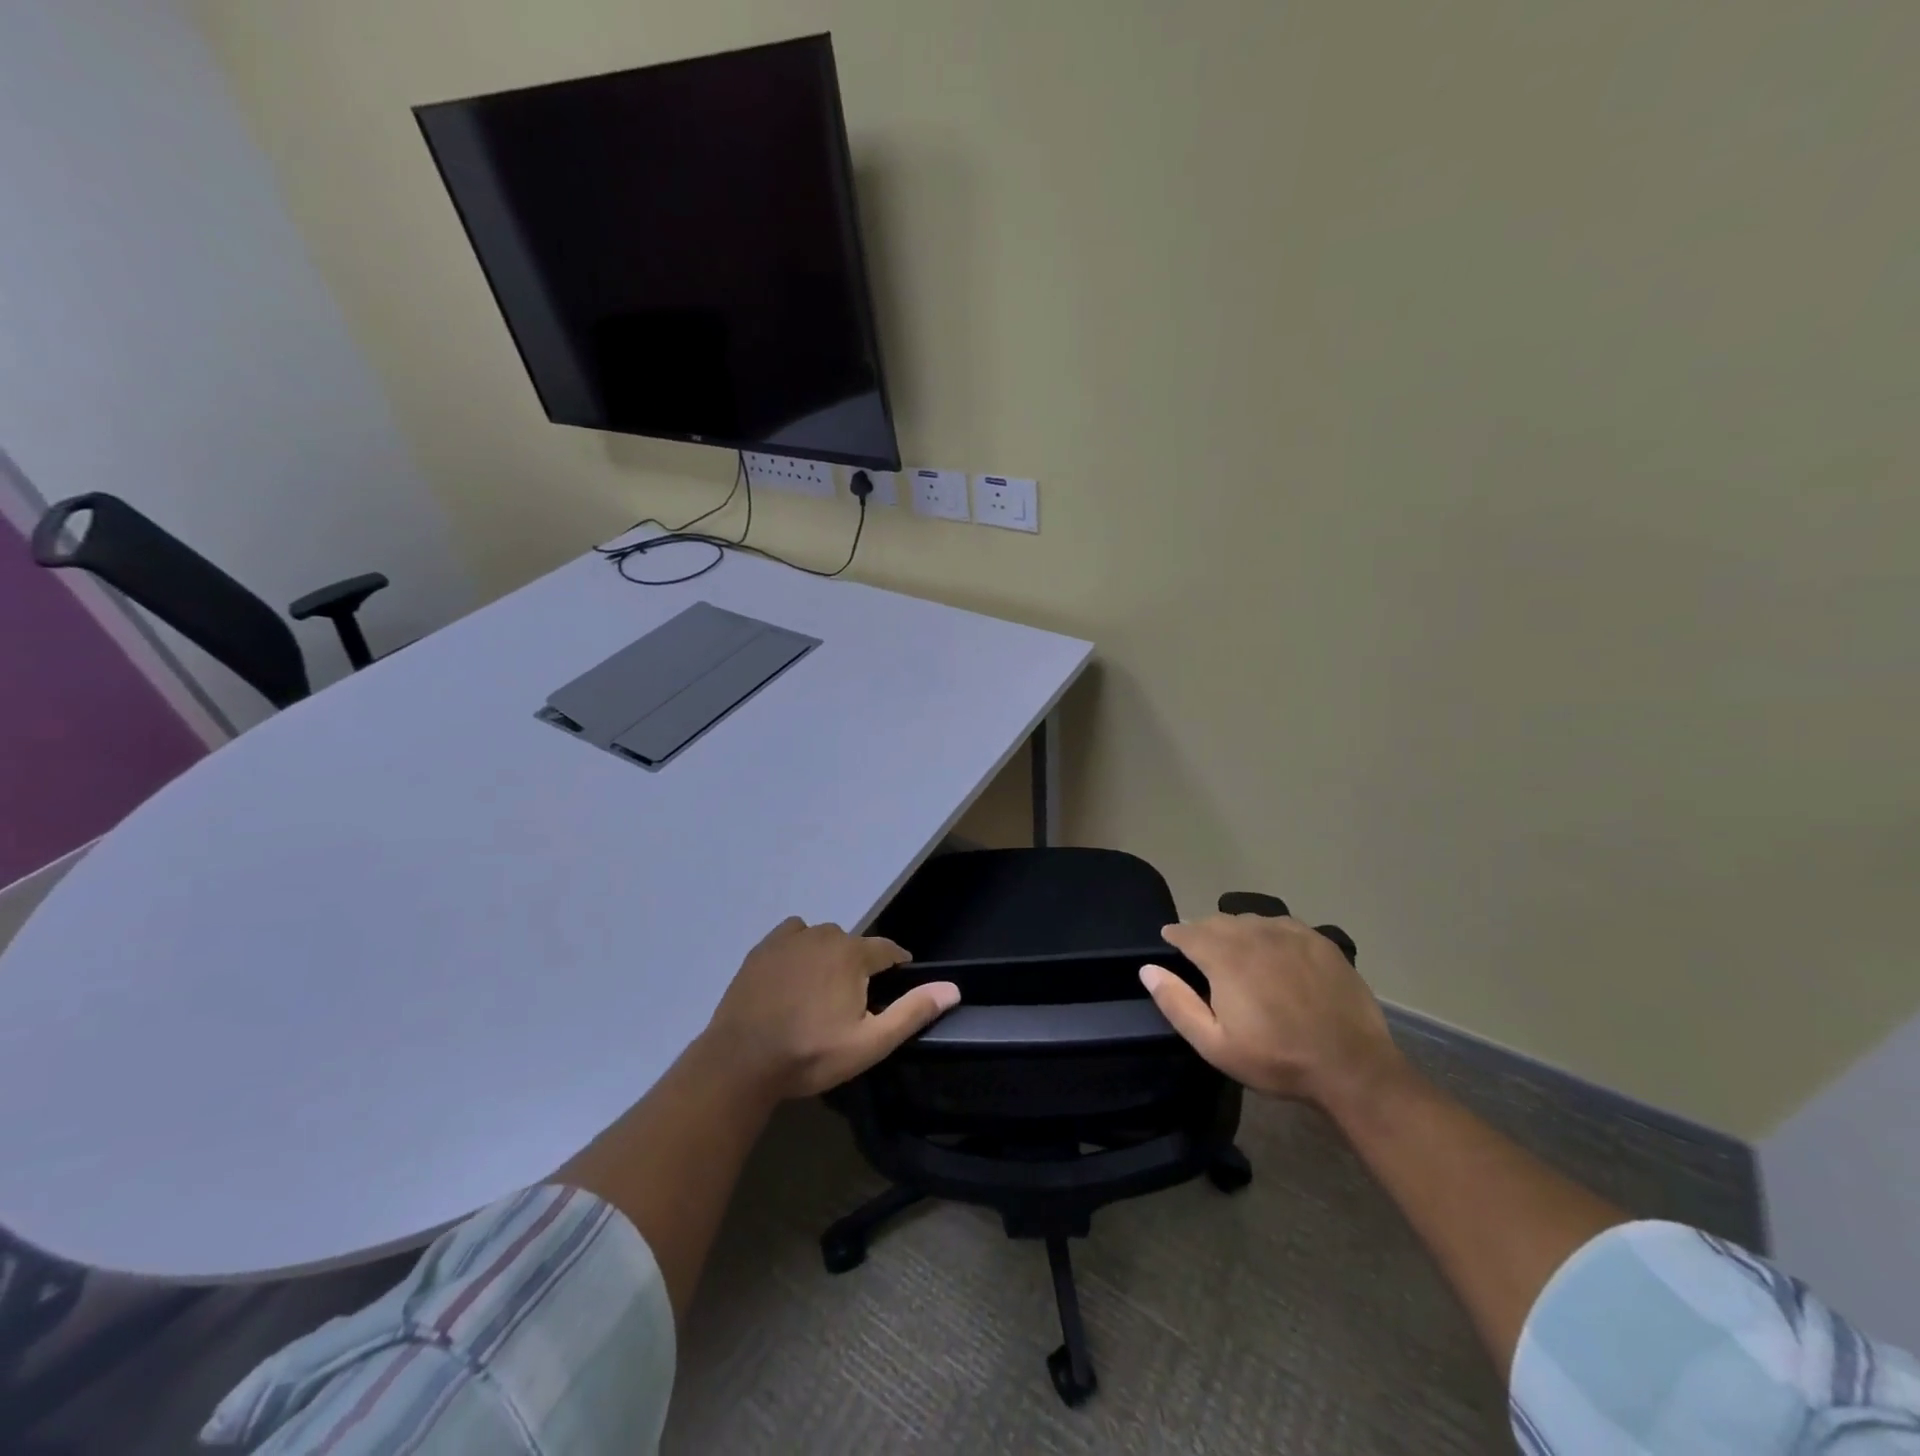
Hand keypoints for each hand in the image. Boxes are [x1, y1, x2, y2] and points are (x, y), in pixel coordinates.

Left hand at [703, 917, 960, 1099]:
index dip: (897, 966)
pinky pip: (792, 936)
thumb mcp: (870, 1043)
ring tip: (821, 992)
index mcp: (853, 954)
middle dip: (860, 967)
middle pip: (854, 945)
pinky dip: (799, 949)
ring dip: (829, 957)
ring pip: (823, 939)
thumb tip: (953, 988)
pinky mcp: (762, 949)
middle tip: (852, 1004)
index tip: (896, 985)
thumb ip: (912, 1012)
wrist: (741, 1061)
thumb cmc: (811, 1054)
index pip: (888, 950)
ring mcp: (789, 939)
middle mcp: (824, 935)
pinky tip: (793, 976)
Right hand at [1140, 914, 1403, 1106]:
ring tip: (1236, 953)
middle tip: (1201, 954)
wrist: (1352, 1067)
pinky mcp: (1319, 941)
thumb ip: (1177, 1003)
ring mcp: (1291, 934)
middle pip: (1217, 921)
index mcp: (1225, 956)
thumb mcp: (1215, 1044)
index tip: (1169, 943)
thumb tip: (1148, 969)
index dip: (1175, 936)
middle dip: (1203, 932)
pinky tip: (1274, 953)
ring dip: (1235, 931)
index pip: (1188, 931)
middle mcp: (1254, 934)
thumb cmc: (1276, 1059)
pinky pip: (1282, 925)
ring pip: (1250, 920)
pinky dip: (1268, 933)